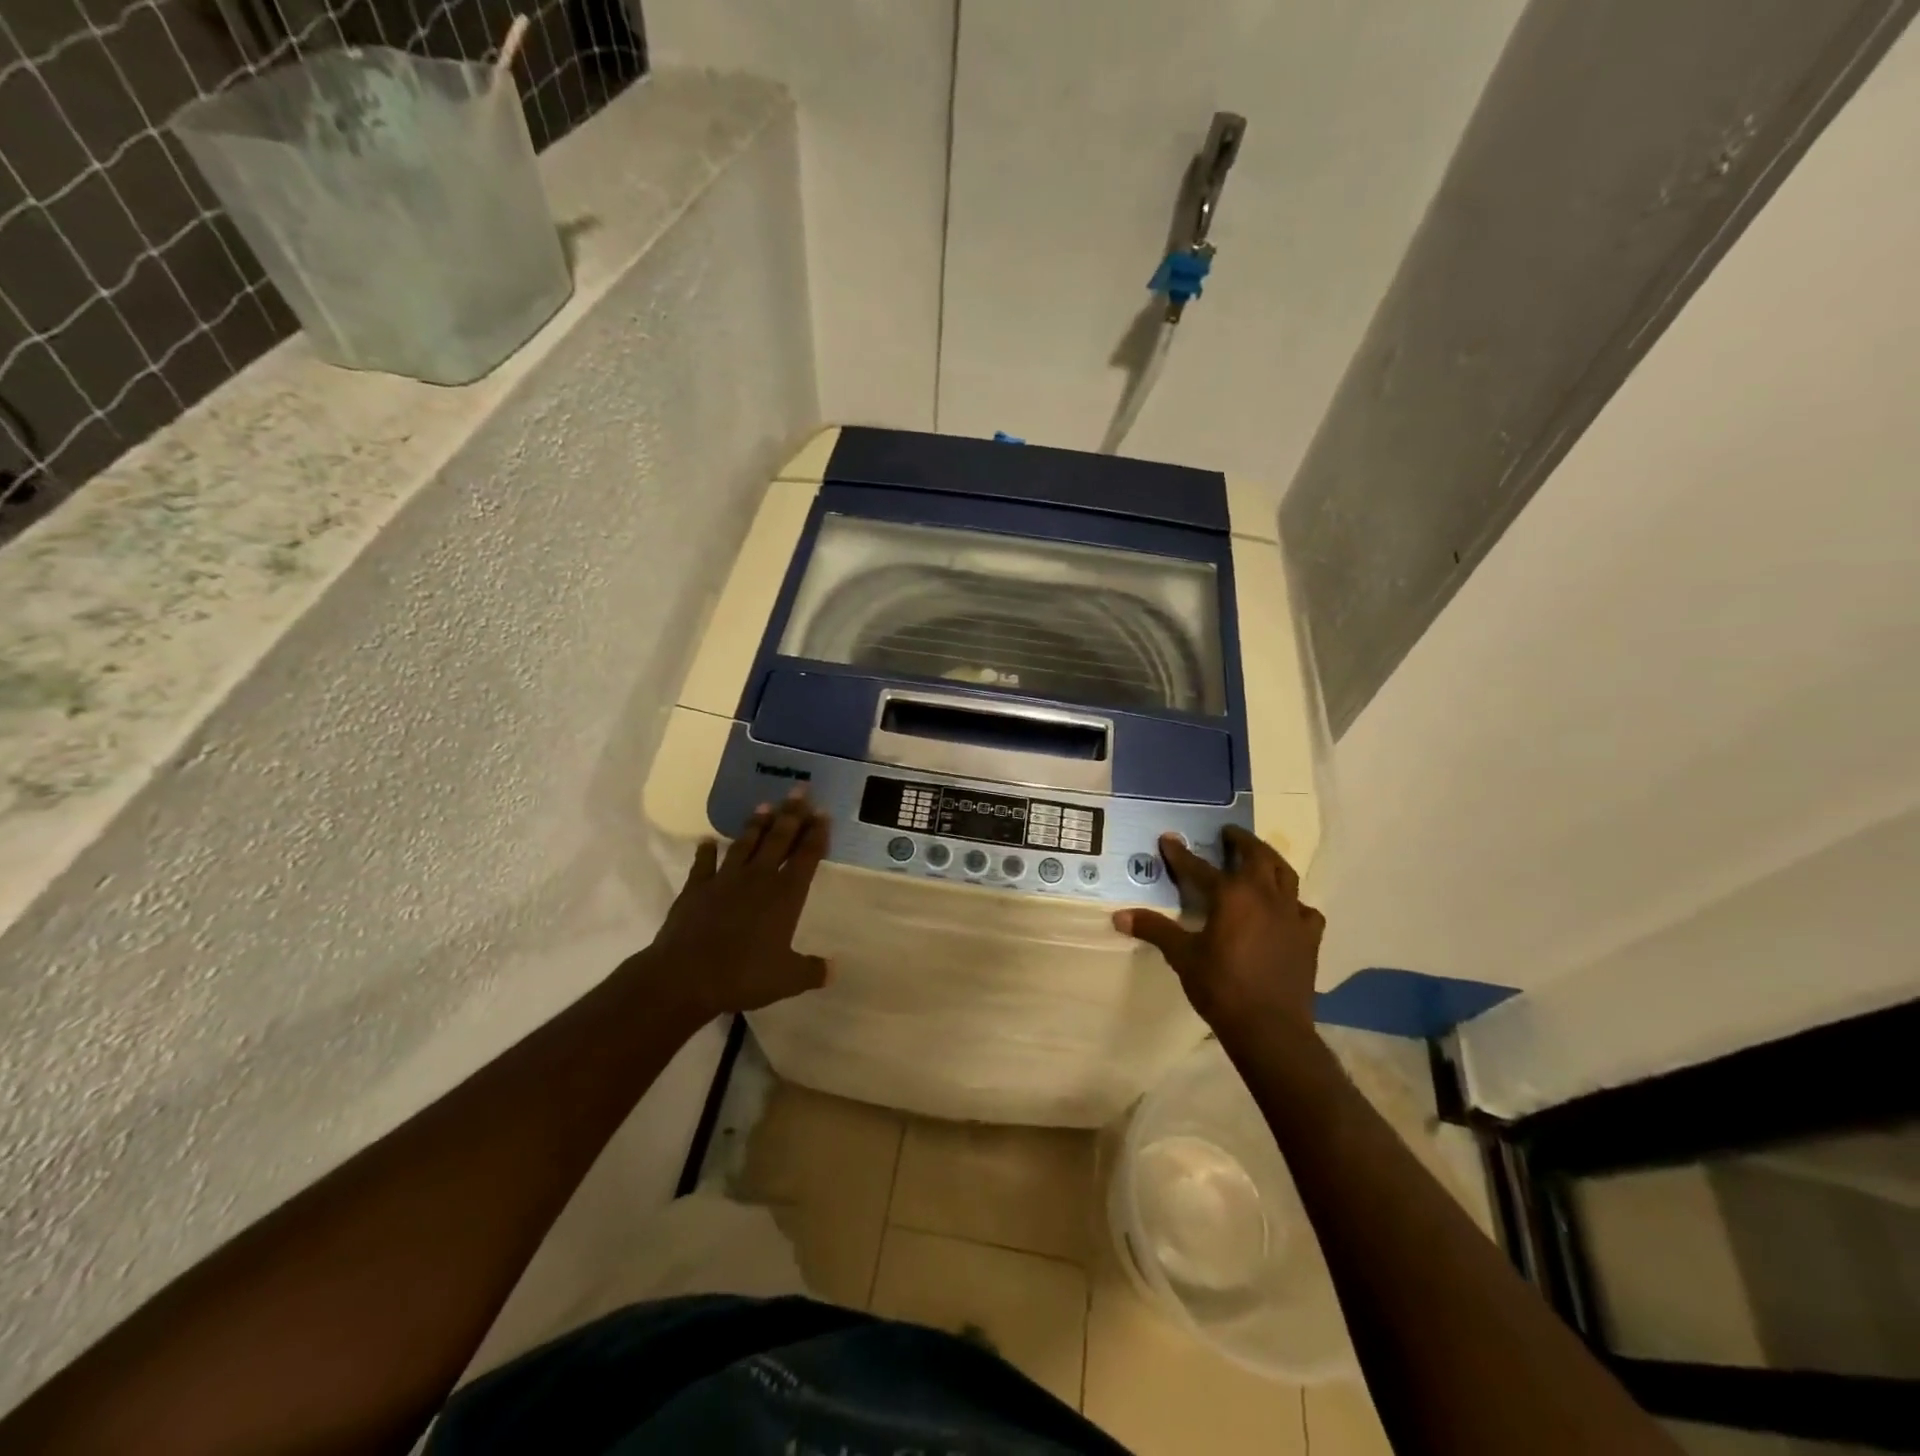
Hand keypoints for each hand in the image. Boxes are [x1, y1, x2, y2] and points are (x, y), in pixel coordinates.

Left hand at [645, 793, 831, 1018]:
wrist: (686, 976)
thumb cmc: (744, 975)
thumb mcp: (787, 979)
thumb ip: (811, 970)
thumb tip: (834, 970)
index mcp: (785, 895)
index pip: (806, 856)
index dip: (817, 834)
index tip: (823, 813)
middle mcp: (759, 878)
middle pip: (779, 839)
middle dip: (792, 814)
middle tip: (800, 790)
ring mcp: (725, 880)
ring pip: (745, 844)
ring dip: (756, 825)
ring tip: (765, 805)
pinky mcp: (696, 888)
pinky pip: (703, 864)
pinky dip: (706, 851)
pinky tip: (708, 841)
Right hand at [1112, 826, 1323, 1032]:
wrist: (1270, 1028)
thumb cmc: (1221, 987)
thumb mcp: (1182, 957)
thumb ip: (1155, 930)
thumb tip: (1119, 917)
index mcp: (1231, 895)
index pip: (1200, 866)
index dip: (1181, 853)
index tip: (1169, 838)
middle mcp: (1264, 895)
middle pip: (1256, 856)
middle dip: (1241, 841)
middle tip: (1228, 834)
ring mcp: (1292, 915)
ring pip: (1285, 874)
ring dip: (1270, 861)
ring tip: (1259, 859)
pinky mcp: (1309, 937)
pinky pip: (1305, 909)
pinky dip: (1293, 903)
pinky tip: (1286, 910)